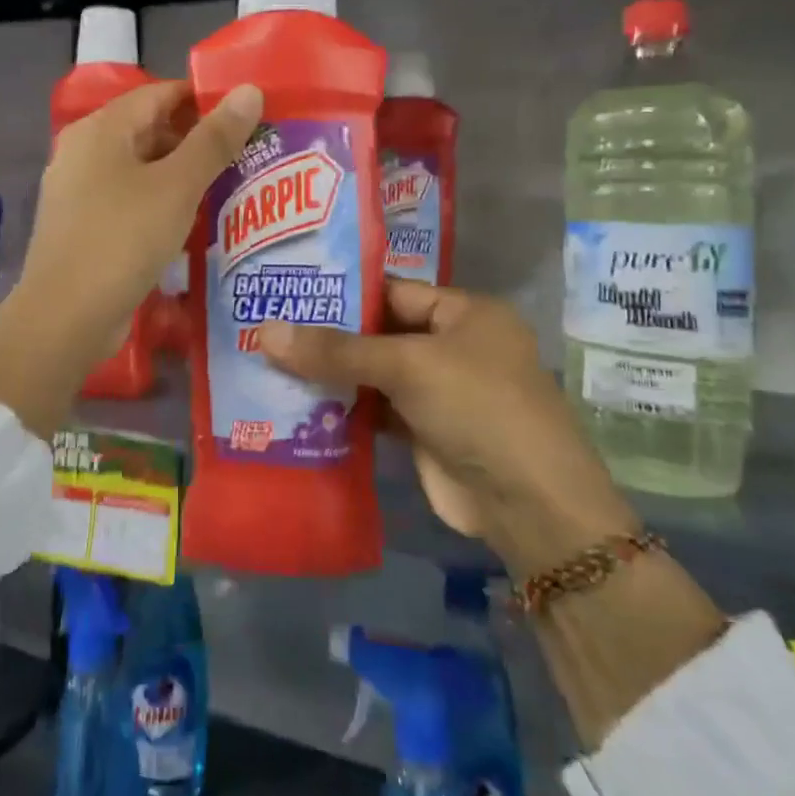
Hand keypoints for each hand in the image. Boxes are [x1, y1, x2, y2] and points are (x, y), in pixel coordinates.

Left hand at [0, 80, 262, 435]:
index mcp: (101, 129)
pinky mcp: (84, 227)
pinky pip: (130, 202)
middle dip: (198, 141)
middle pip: (150, 130)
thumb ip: (215, 139)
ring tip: (232, 188)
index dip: (205, 100)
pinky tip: (194, 223)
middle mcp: (84, 152)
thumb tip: (250, 90)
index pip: (160, 94)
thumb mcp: (177, 186)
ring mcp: (80, 192)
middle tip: (249, 155)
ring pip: (142, 170)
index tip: (249, 116)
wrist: (66, 317)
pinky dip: (162, 205)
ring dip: (183, 177)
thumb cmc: (123, 239)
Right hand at [256, 280, 636, 572]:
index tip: (290, 291)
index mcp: (465, 313)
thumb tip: (265, 332)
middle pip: (380, 333)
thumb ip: (337, 350)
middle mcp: (453, 346)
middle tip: (267, 326)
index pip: (393, 291)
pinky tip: (297, 403)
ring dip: (331, 373)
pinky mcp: (424, 431)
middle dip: (330, 335)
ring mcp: (439, 391)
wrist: (529, 505)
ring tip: (269, 360)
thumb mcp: (408, 366)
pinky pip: (375, 409)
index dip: (343, 292)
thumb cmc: (478, 408)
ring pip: (374, 373)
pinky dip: (343, 408)